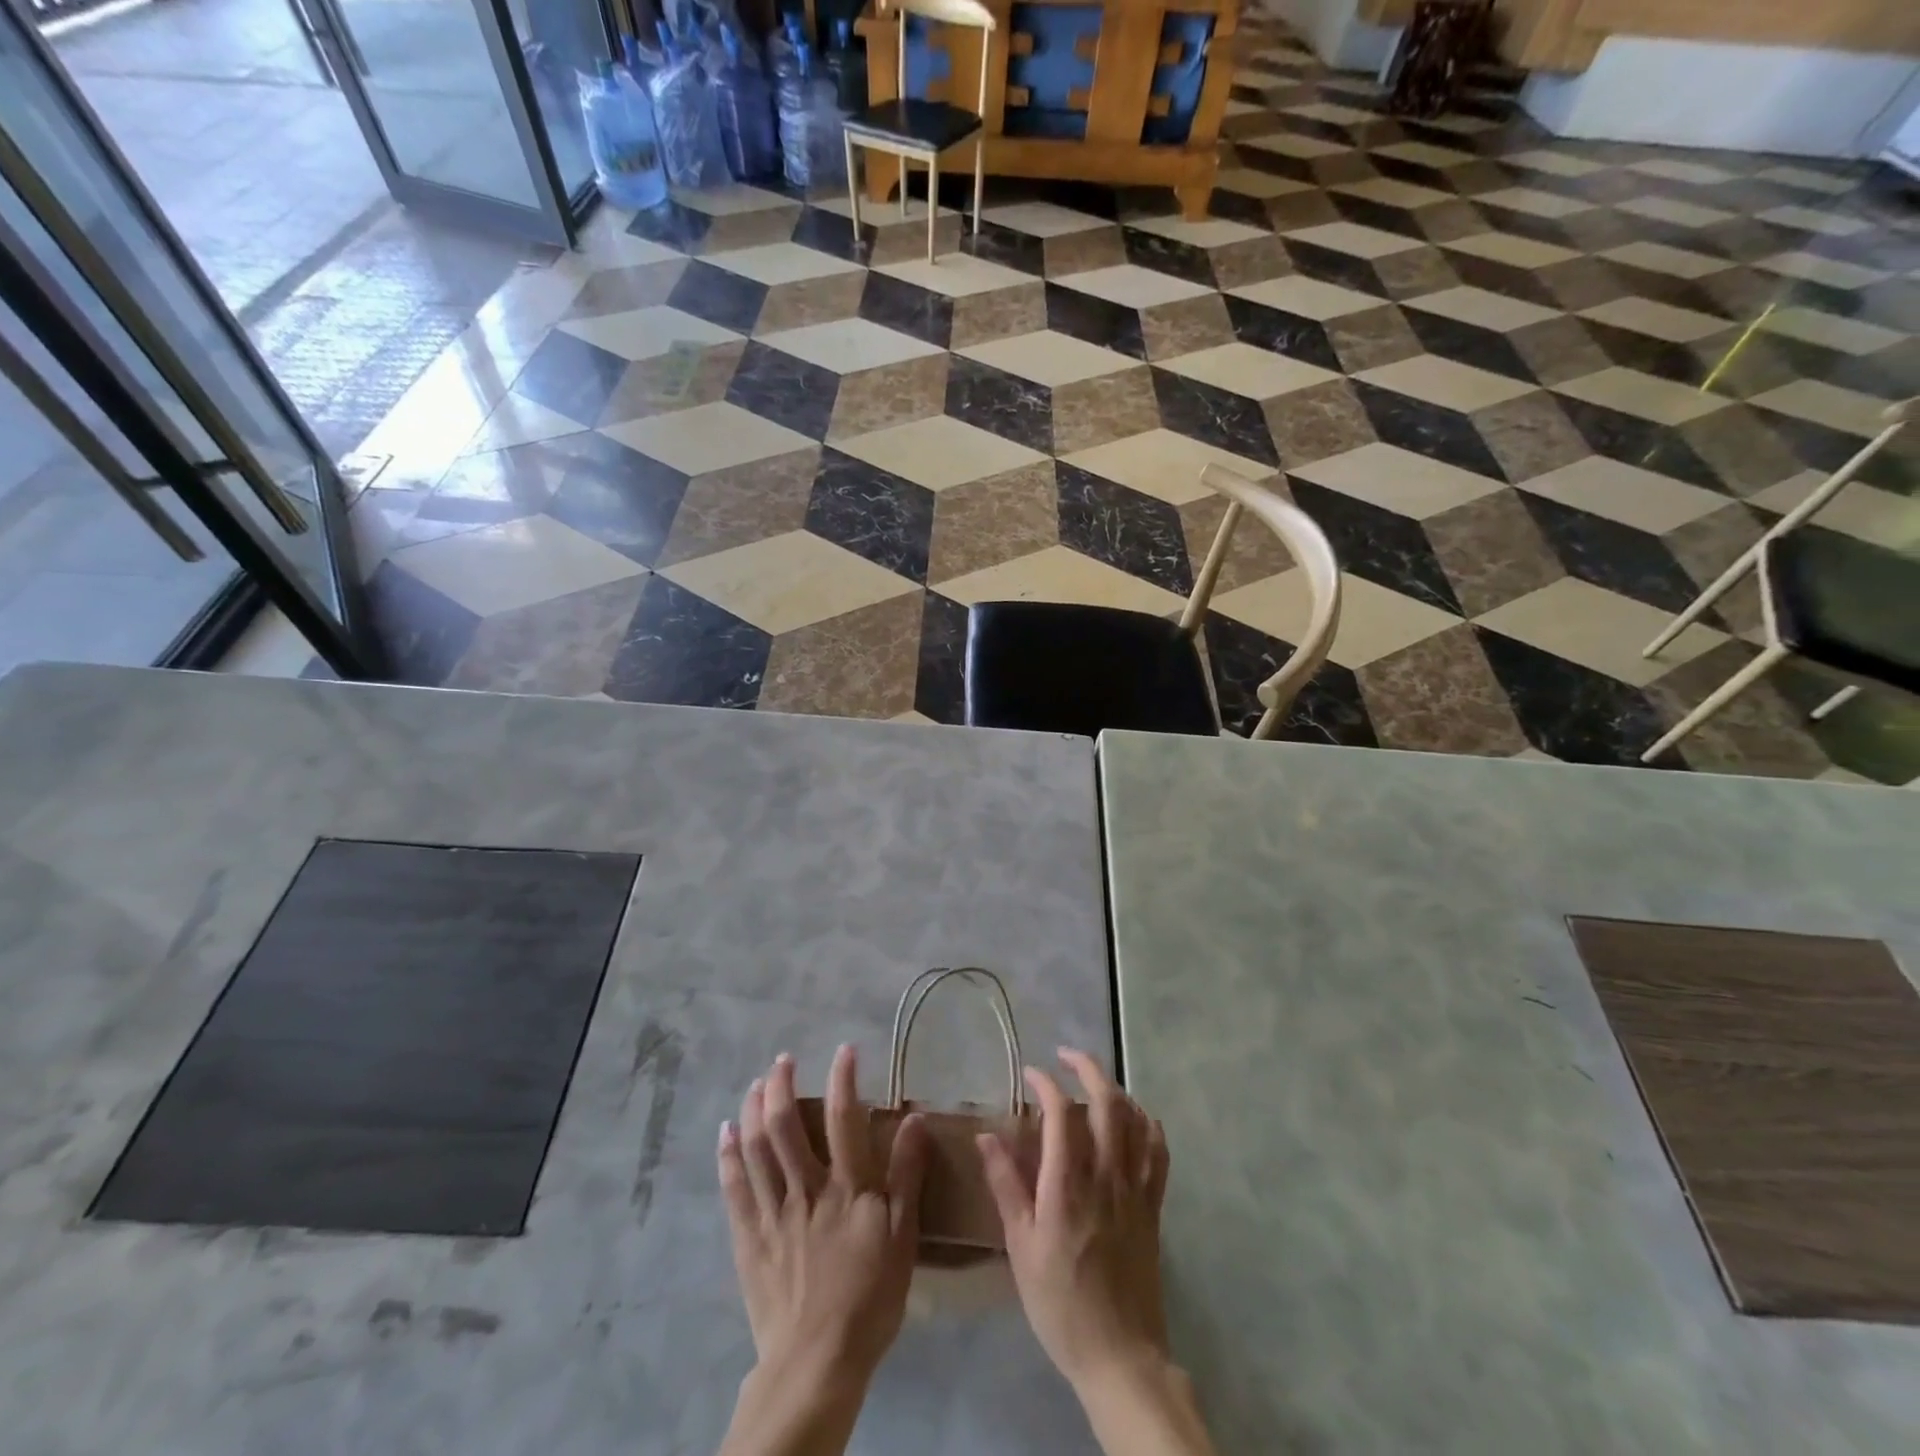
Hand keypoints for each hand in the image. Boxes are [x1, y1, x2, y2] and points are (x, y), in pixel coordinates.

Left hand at [719, 1046, 929, 1392]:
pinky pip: (734, 1187)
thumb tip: (915, 1119)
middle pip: (786, 1126)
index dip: (843, 1078)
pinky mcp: (748, 1237)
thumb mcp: (903, 1236)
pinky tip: (727, 1131)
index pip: (844, 1118)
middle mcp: (805, 1188)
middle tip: (783, 1060)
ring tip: (756, 1083)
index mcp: (847, 1187)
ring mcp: (772, 1212)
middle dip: (783, 1085)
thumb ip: (907, 1175)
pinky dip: (728, 1155)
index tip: (844, 1050)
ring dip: (754, 1109)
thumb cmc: (870, 1297)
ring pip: (756, 1148)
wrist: (817, 1363)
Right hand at [977, 1048, 1170, 1392]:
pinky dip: (1148, 1123)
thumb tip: (986, 1135)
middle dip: (1087, 1068)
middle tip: (1066, 1056)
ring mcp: (1135, 1188)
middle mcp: (1105, 1175)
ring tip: (1095, 1081)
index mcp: (1067, 1184)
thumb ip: (1006, 1185)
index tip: (1031, 1074)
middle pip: (1107, 1102)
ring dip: (1115, 1089)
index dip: (1046, 1084)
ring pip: (1135, 1119)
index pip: (1062, 1113)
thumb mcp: (1020, 1247)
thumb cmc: (1060, 1302)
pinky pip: (1158, 1151)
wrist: (1119, 1354)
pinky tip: (1136, 1117)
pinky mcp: (1153, 1205)